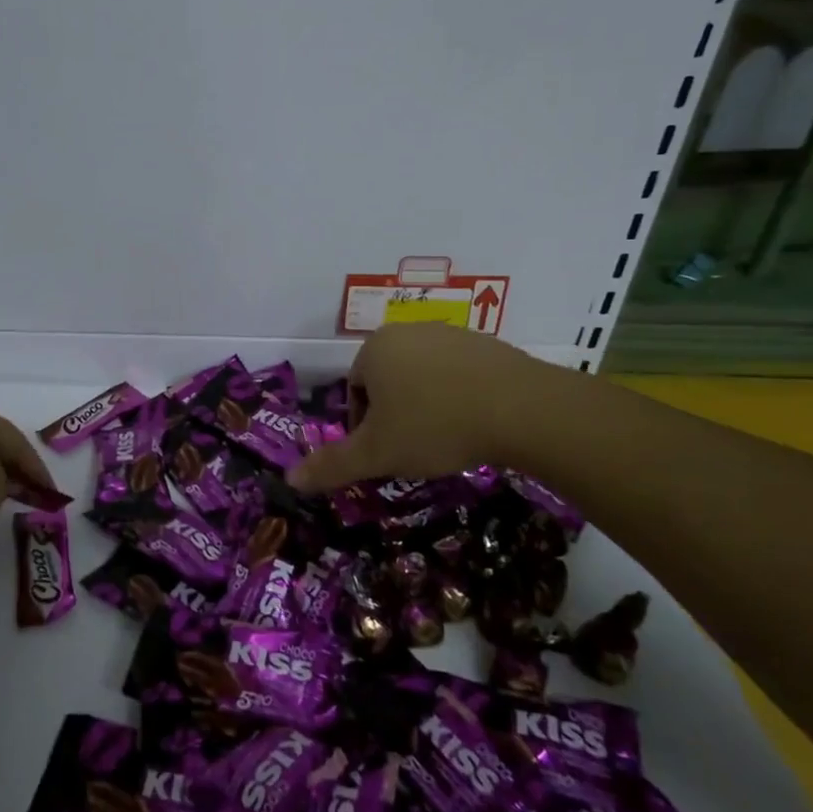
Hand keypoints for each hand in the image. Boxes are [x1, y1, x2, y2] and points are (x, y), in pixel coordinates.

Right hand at [287, 326, 561, 492]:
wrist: (523, 409)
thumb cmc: (435, 426)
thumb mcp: (377, 454)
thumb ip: (331, 466)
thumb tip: (289, 480)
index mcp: (374, 348)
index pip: (354, 390)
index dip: (364, 428)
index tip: (385, 454)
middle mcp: (408, 331)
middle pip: (387, 381)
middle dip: (395, 415)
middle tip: (413, 449)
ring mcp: (451, 334)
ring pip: (423, 377)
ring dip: (426, 406)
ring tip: (446, 440)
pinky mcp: (488, 344)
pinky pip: (459, 374)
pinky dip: (459, 397)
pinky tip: (475, 423)